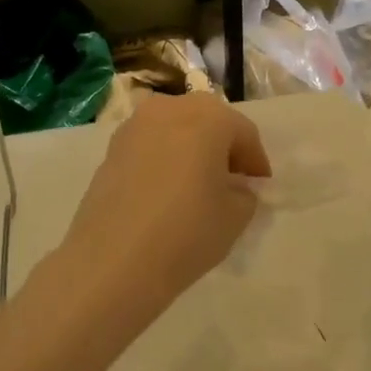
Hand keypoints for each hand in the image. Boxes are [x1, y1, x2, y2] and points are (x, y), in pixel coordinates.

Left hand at [59, 95, 270, 324]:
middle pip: (207, 120)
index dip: (256, 161)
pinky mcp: (110, 150)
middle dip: (223, 146)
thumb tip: (235, 187)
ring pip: (175, 129)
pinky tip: (167, 191)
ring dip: (191, 149)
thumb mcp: (236, 216)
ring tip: (197, 185)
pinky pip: (150, 145)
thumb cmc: (186, 232)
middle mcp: (169, 109)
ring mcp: (134, 127)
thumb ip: (245, 193)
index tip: (260, 187)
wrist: (112, 262)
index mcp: (208, 117)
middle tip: (231, 180)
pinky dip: (164, 159)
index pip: (244, 132)